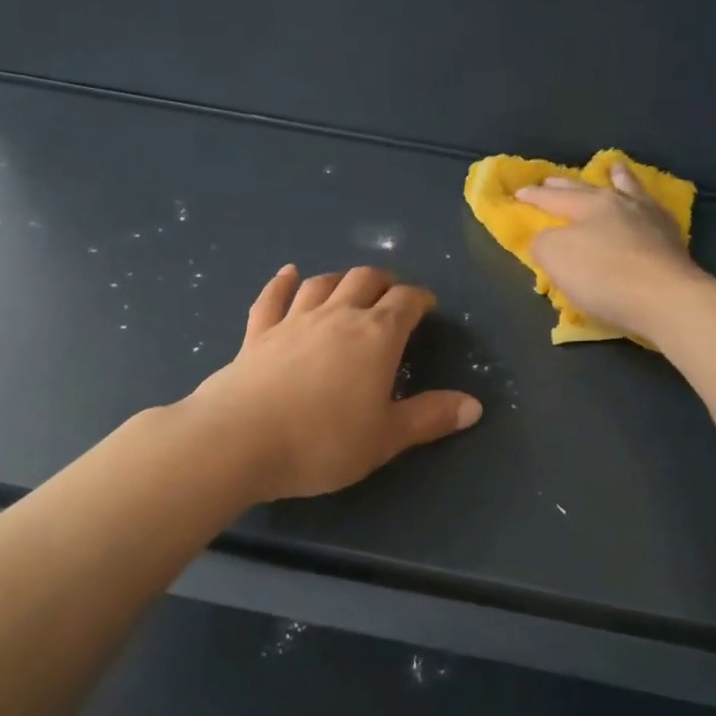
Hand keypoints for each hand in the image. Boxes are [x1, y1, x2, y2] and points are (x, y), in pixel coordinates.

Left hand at [188, 265, 481, 500]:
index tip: (427, 306)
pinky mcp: (257, 334)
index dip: (420, 299)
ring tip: (350, 284)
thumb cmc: (324, 441)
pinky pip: (273, 298)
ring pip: (322, 284)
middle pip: (364, 281)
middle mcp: (337, 317)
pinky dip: (283, 283)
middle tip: (392, 293)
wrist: (240, 441)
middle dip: (384, 281)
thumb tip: (475, 406)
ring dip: (341, 279)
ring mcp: (293, 321)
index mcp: (376, 337)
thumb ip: (430, 417)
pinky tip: (288, 273)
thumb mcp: (387, 437)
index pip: (405, 303)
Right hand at [517, 163, 706, 340]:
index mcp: (591, 204)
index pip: (554, 198)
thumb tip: (545, 239)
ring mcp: (651, 219)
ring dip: (618, 178)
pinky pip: (653, 211)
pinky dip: (644, 203)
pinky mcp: (672, 240)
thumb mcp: (557, 258)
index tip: (519, 192)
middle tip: (552, 179)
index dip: (534, 197)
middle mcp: (622, 203)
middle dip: (566, 184)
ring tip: (614, 169)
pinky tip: (647, 206)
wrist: (666, 299)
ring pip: (630, 190)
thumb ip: (543, 243)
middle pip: (589, 188)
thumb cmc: (605, 277)